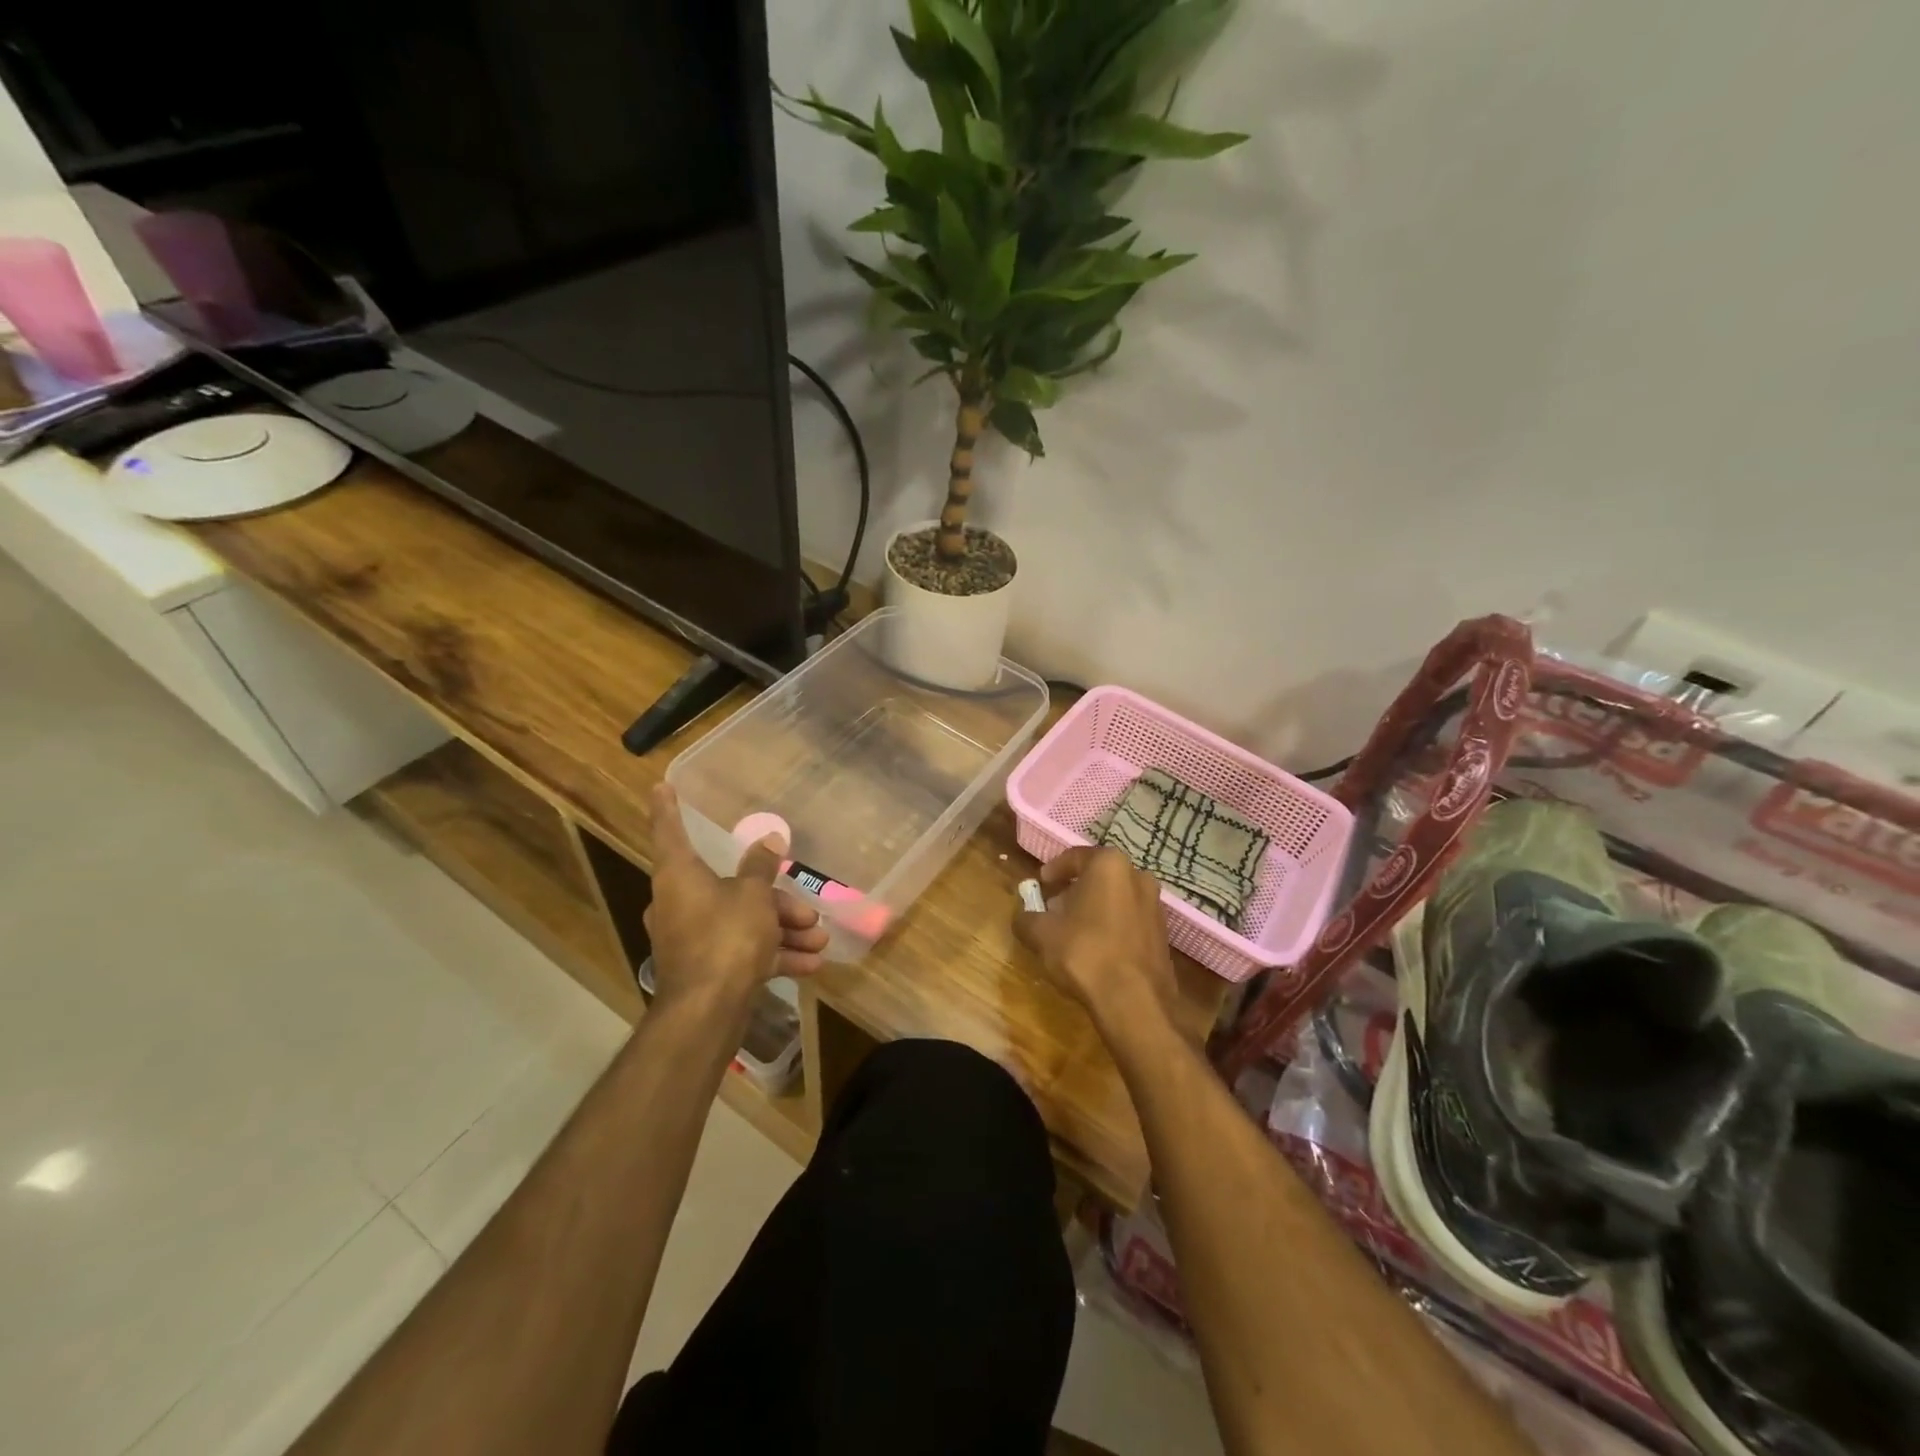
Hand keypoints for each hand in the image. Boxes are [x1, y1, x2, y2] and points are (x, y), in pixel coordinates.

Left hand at [644, 785, 828, 1016]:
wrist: (707, 1012)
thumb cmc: (726, 937)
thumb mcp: (753, 896)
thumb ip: (761, 867)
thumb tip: (769, 839)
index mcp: (679, 876)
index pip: (670, 832)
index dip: (668, 809)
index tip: (661, 786)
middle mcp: (679, 903)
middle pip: (730, 888)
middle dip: (775, 901)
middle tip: (809, 912)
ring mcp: (692, 938)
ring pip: (743, 923)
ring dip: (783, 930)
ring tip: (820, 939)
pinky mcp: (707, 968)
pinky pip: (744, 951)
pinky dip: (774, 954)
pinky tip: (810, 963)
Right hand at [1013, 847, 1178, 1041]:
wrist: (1134, 1001)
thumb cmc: (1084, 953)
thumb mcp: (1042, 934)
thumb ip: (1026, 919)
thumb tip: (1021, 917)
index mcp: (1109, 865)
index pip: (1075, 857)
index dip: (1054, 870)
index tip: (1041, 884)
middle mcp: (1138, 877)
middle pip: (1099, 876)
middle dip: (1076, 889)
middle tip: (1055, 907)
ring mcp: (1156, 906)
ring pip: (1117, 898)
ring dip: (1095, 908)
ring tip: (1074, 930)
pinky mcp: (1163, 935)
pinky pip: (1130, 920)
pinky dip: (1112, 926)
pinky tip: (1097, 949)